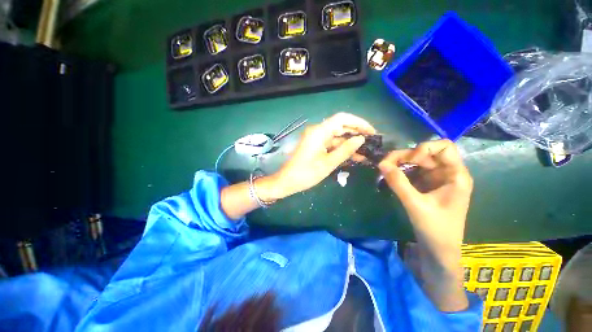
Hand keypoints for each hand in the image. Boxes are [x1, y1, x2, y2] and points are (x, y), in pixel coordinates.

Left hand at [269, 113, 375, 198]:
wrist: (287, 181)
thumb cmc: (306, 173)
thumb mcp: (328, 163)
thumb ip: (345, 150)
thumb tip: (361, 139)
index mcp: (319, 132)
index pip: (342, 118)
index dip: (358, 122)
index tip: (371, 131)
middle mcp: (317, 131)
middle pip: (340, 127)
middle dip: (356, 134)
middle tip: (371, 143)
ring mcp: (316, 139)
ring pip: (337, 137)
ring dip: (350, 144)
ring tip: (365, 153)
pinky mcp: (315, 146)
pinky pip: (331, 144)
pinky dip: (341, 149)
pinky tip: (353, 156)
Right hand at [378, 140, 471, 255]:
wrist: (438, 250)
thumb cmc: (435, 229)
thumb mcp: (415, 204)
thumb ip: (398, 182)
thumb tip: (381, 163)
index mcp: (455, 176)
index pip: (444, 147)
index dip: (425, 148)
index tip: (410, 161)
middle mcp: (447, 173)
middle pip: (426, 153)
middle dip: (405, 155)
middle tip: (385, 163)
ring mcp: (435, 179)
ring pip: (417, 161)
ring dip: (400, 162)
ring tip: (385, 169)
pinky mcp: (426, 185)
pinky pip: (412, 171)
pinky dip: (400, 171)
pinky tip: (391, 175)